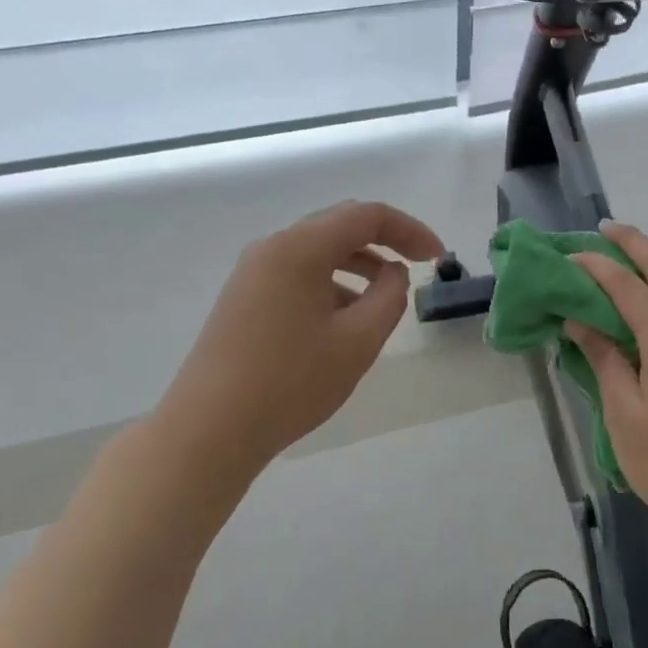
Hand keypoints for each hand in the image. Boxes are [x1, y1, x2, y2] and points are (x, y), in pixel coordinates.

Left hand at [150, 201, 443, 504]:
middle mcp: (272, 248)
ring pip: (318, 250)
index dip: (410, 230)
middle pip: (340, 225)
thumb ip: (390, 297)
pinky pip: (298, 272)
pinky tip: (344, 319)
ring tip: (385, 297)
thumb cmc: (291, 382)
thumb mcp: (358, 341)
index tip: (438, 258)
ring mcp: (252, 272)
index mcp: (300, 248)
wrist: (209, 431)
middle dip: (385, 241)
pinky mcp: (243, 297)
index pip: (367, 216)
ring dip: (358, 263)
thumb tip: (393, 274)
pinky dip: (331, 282)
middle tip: (419, 267)